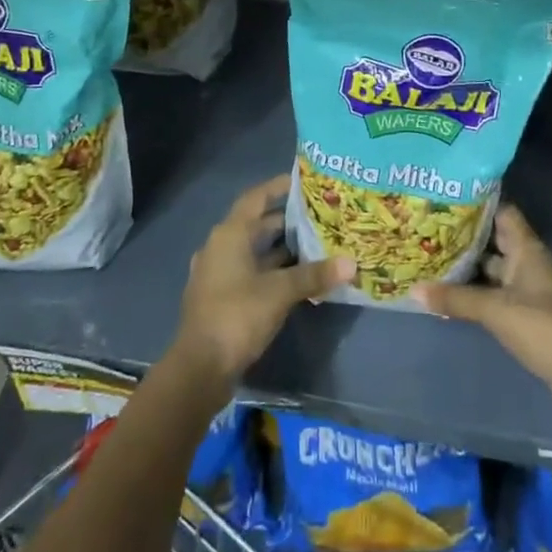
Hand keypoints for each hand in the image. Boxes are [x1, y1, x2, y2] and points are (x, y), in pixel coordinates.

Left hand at [173, 174, 352, 384]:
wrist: (200, 369)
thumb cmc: (237, 316)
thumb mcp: (279, 292)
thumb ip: (314, 275)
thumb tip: (351, 263)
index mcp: (229, 234)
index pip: (256, 198)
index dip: (278, 187)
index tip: (303, 182)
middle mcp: (221, 247)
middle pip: (256, 225)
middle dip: (286, 221)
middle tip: (319, 216)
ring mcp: (219, 274)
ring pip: (254, 251)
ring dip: (281, 249)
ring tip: (316, 245)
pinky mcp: (222, 298)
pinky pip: (251, 273)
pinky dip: (272, 271)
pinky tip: (297, 279)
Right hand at [413, 203, 551, 422]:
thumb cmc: (543, 327)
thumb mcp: (495, 310)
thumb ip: (456, 299)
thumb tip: (413, 289)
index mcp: (526, 248)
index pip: (501, 211)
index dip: (477, 201)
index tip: (446, 194)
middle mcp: (527, 262)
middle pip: (493, 239)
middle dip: (464, 234)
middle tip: (427, 224)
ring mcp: (527, 290)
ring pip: (492, 269)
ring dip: (467, 265)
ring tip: (429, 254)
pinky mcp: (525, 315)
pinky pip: (494, 294)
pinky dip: (474, 292)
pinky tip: (447, 292)